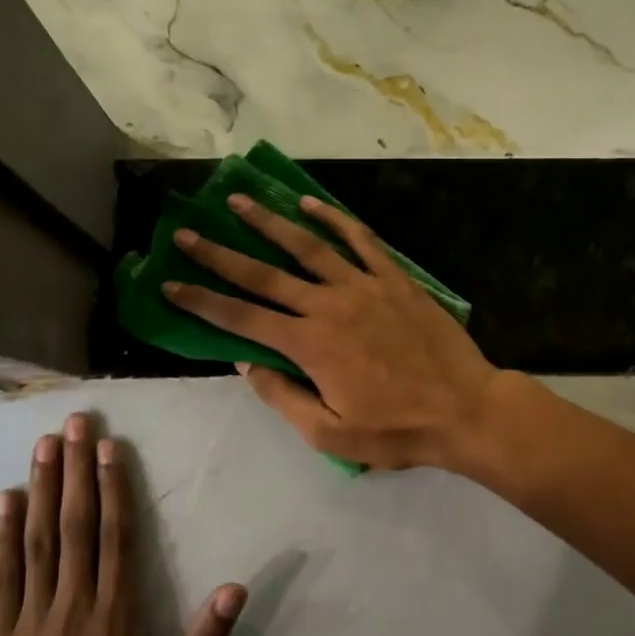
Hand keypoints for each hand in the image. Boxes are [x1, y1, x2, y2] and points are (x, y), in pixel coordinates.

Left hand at [0, 413, 244, 635]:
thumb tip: (234, 589)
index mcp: (116, 618)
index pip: (116, 537)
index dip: (112, 488)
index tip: (110, 447)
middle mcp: (73, 607)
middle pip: (75, 526)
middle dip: (74, 470)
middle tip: (75, 424)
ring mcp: (32, 620)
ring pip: (39, 541)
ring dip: (41, 488)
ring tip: (43, 445)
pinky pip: (3, 577)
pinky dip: (3, 536)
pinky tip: (5, 501)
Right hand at [163, 193, 504, 469]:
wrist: (465, 409)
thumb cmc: (397, 430)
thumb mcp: (331, 434)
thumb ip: (283, 397)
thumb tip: (246, 363)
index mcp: (309, 346)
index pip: (242, 319)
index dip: (201, 302)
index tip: (169, 283)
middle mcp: (328, 306)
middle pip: (264, 274)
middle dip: (220, 254)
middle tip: (187, 233)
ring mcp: (364, 286)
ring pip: (307, 247)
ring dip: (270, 223)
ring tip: (239, 201)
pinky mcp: (394, 278)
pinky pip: (360, 240)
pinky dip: (333, 219)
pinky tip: (310, 203)